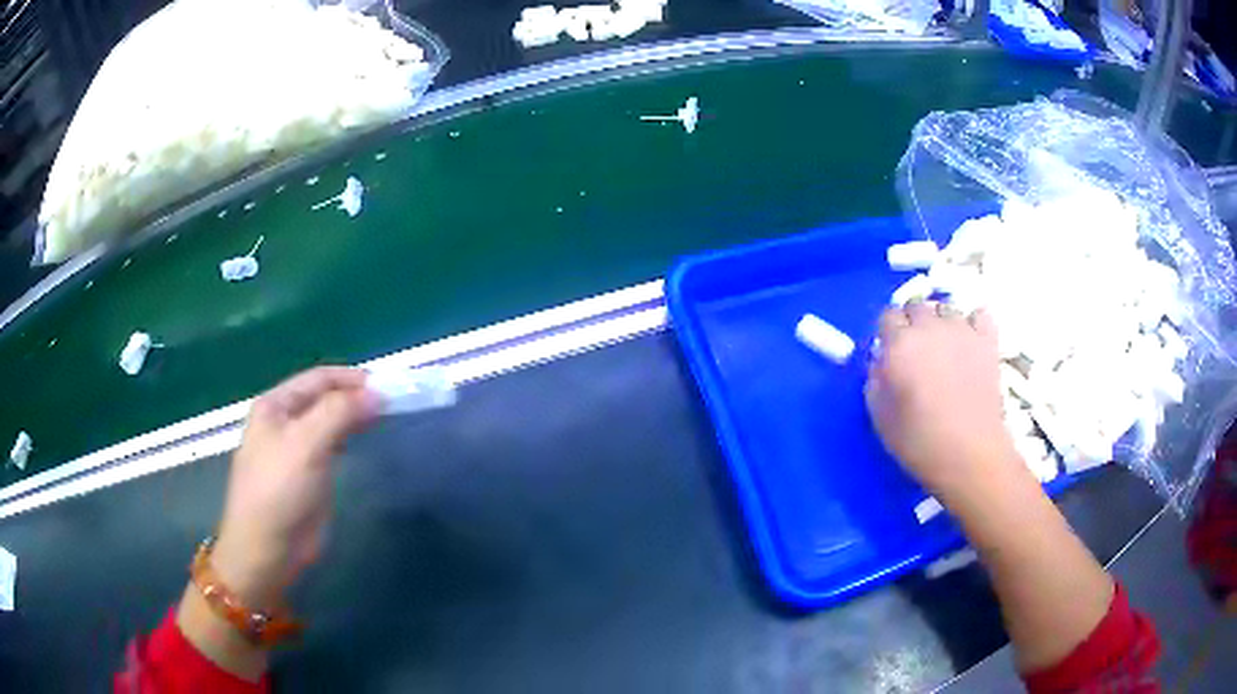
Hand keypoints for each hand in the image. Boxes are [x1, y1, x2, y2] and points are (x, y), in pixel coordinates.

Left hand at [211, 366, 379, 607]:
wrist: (268, 548)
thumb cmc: (279, 490)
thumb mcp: (306, 444)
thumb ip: (339, 413)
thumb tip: (377, 393)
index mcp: (275, 405)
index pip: (318, 378)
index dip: (352, 378)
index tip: (387, 386)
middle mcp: (284, 421)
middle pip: (324, 398)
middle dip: (355, 397)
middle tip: (391, 403)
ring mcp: (295, 449)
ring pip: (329, 422)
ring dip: (354, 417)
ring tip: (383, 418)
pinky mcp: (308, 475)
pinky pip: (331, 446)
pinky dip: (348, 438)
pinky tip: (362, 441)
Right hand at [865, 302, 1022, 499]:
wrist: (971, 454)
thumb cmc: (920, 442)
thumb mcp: (880, 417)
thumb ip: (875, 381)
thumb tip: (881, 363)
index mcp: (899, 345)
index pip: (887, 316)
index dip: (888, 333)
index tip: (890, 352)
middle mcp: (929, 327)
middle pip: (917, 306)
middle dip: (912, 322)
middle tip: (916, 351)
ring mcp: (962, 330)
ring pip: (946, 308)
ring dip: (940, 322)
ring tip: (944, 347)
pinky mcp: (987, 340)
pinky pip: (979, 314)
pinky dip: (973, 322)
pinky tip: (970, 339)